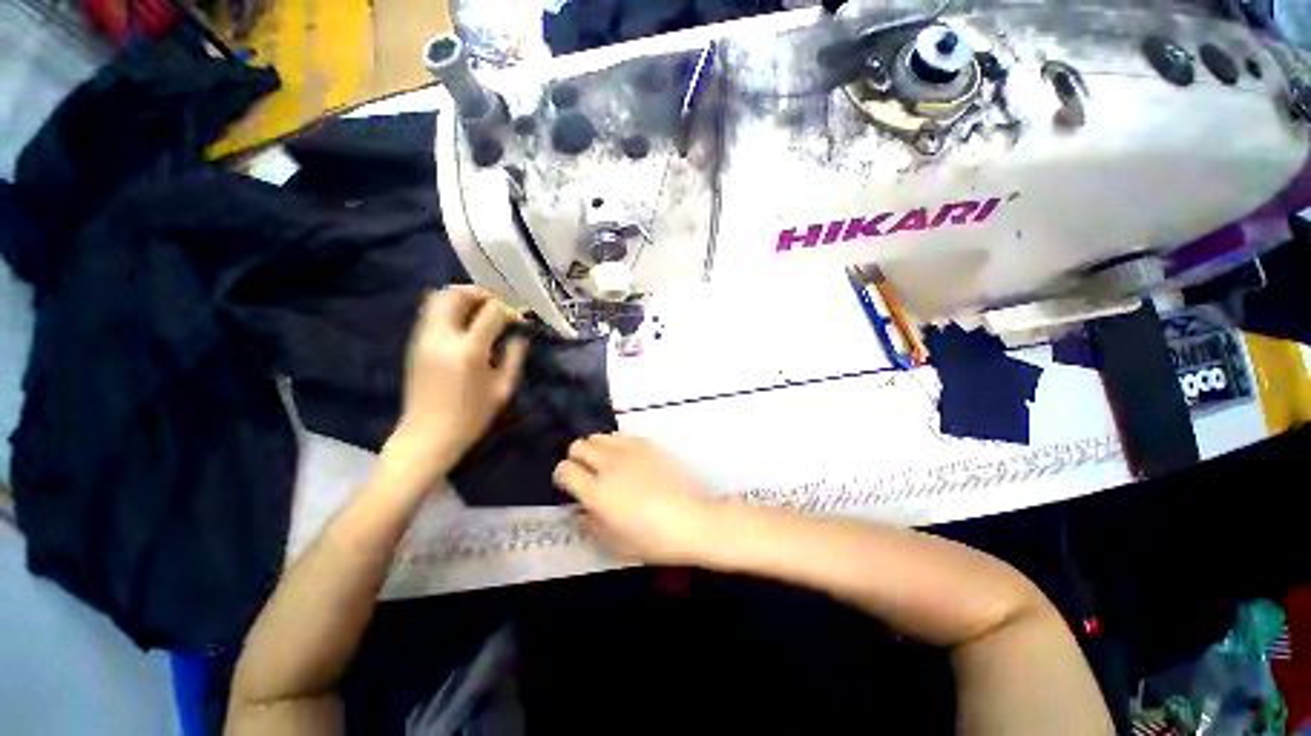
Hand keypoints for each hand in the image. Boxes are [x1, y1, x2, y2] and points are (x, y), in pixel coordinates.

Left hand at [379, 286, 527, 493]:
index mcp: (469, 350)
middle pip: (456, 294)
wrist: (427, 436)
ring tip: (481, 311)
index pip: (491, 311)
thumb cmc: (472, 416)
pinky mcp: (415, 344)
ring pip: (438, 298)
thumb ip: (514, 357)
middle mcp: (442, 337)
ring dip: (463, 298)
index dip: (509, 310)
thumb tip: (520, 335)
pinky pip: (431, 313)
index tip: (520, 319)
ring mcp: (423, 339)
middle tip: (497, 306)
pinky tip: (465, 324)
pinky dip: (450, 309)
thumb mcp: (503, 388)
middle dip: (481, 293)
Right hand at [553, 434, 718, 564]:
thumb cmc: (650, 539)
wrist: (689, 521)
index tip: (569, 484)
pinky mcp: (647, 443)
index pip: (564, 470)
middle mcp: (608, 465)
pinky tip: (628, 460)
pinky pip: (621, 436)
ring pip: (598, 436)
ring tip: (606, 464)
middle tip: (587, 473)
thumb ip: (589, 522)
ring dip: (596, 449)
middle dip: (576, 458)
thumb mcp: (612, 542)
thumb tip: (579, 509)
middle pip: (578, 446)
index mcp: (596, 492)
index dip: (563, 476)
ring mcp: (629, 451)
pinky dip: (617, 445)